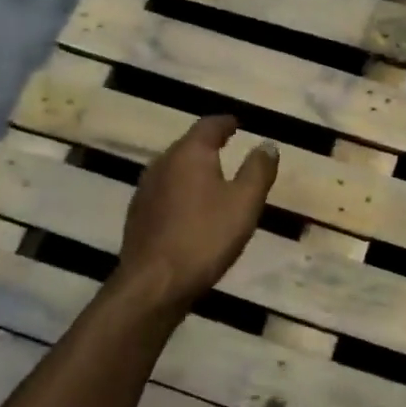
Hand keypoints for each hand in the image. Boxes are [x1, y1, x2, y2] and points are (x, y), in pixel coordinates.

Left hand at [118, 115, 277, 307]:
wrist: (154, 283)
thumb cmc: (205, 237)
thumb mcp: (244, 202)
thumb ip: (258, 170)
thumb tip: (267, 144)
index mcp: (188, 154)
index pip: (208, 125)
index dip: (226, 123)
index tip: (237, 124)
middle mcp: (162, 164)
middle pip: (188, 145)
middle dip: (209, 145)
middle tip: (229, 149)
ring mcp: (145, 190)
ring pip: (174, 169)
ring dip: (194, 170)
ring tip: (213, 180)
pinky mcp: (138, 215)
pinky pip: (165, 192)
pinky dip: (182, 192)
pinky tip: (191, 210)